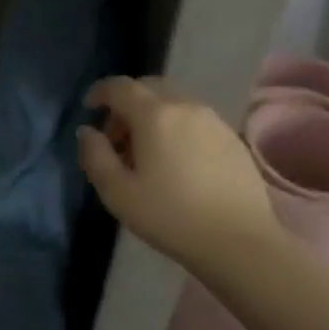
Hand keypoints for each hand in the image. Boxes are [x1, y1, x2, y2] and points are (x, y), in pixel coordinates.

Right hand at [77, 76, 278, 266]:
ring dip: (152, 115)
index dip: (100, 92)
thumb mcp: (118, 193)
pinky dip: (176, 125)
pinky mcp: (232, 138)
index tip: (90, 108)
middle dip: (127, 103)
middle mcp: (185, 106)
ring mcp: (213, 120)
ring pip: (174, 101)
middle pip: (149, 87)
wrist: (241, 243)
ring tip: (146, 151)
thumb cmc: (171, 217)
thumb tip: (87, 131)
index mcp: (154, 115)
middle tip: (117, 136)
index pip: (120, 86)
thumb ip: (95, 156)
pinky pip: (194, 118)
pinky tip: (176, 160)